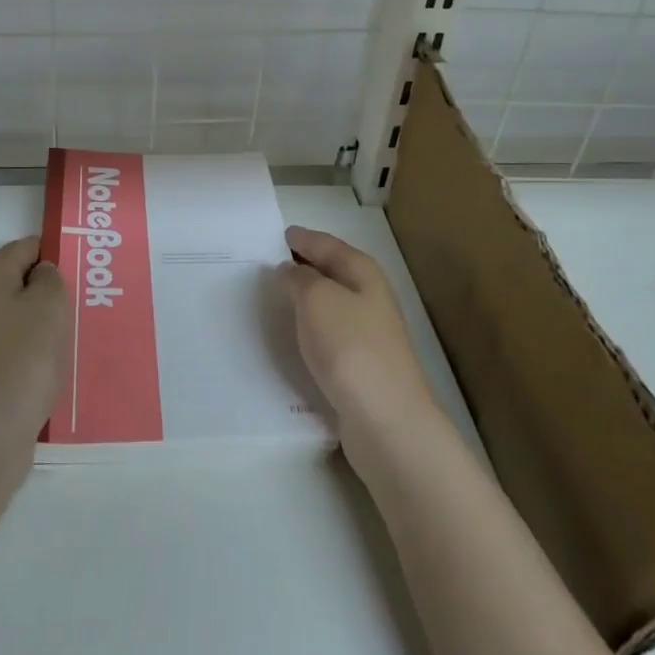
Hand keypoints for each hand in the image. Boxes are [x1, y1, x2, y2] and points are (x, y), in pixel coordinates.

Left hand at [0, 237, 70, 456]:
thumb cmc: (25, 355)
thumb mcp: (50, 302)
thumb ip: (50, 276)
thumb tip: (41, 275)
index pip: (27, 246)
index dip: (55, 256)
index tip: (81, 275)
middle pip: (17, 278)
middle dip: (46, 288)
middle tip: (77, 304)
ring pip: (16, 310)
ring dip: (41, 319)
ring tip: (71, 334)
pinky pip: (13, 340)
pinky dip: (31, 345)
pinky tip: (53, 361)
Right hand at [279, 225, 436, 467]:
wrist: (386, 419)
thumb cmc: (350, 347)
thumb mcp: (317, 299)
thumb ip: (299, 278)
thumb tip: (290, 270)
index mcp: (362, 272)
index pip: (328, 244)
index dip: (303, 238)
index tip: (279, 235)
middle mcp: (369, 297)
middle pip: (332, 271)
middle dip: (304, 265)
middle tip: (269, 262)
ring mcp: (368, 332)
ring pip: (330, 303)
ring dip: (306, 297)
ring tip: (275, 295)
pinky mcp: (360, 364)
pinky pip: (328, 332)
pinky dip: (310, 326)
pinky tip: (293, 334)